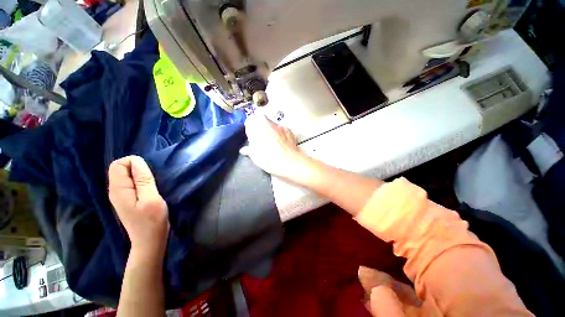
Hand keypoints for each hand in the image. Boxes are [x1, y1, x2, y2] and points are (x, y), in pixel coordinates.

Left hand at [108, 156, 168, 258]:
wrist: (149, 241)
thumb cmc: (152, 220)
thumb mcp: (151, 199)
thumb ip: (143, 180)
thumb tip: (137, 160)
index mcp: (119, 190)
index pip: (118, 164)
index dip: (133, 162)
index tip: (149, 172)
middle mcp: (115, 191)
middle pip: (120, 168)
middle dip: (137, 167)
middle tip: (153, 178)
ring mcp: (120, 196)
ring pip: (126, 175)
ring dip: (140, 175)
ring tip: (153, 183)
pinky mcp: (127, 200)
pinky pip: (130, 182)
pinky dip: (140, 181)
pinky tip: (149, 188)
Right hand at [240, 114, 306, 180]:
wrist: (289, 162)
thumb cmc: (268, 158)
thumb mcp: (255, 156)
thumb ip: (249, 149)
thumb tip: (244, 150)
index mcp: (256, 127)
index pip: (249, 122)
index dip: (249, 129)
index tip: (251, 136)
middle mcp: (268, 122)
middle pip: (261, 120)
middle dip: (260, 127)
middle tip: (260, 138)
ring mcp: (280, 126)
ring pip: (272, 124)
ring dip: (271, 130)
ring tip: (272, 142)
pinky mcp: (289, 130)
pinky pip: (282, 130)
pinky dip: (281, 134)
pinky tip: (282, 143)